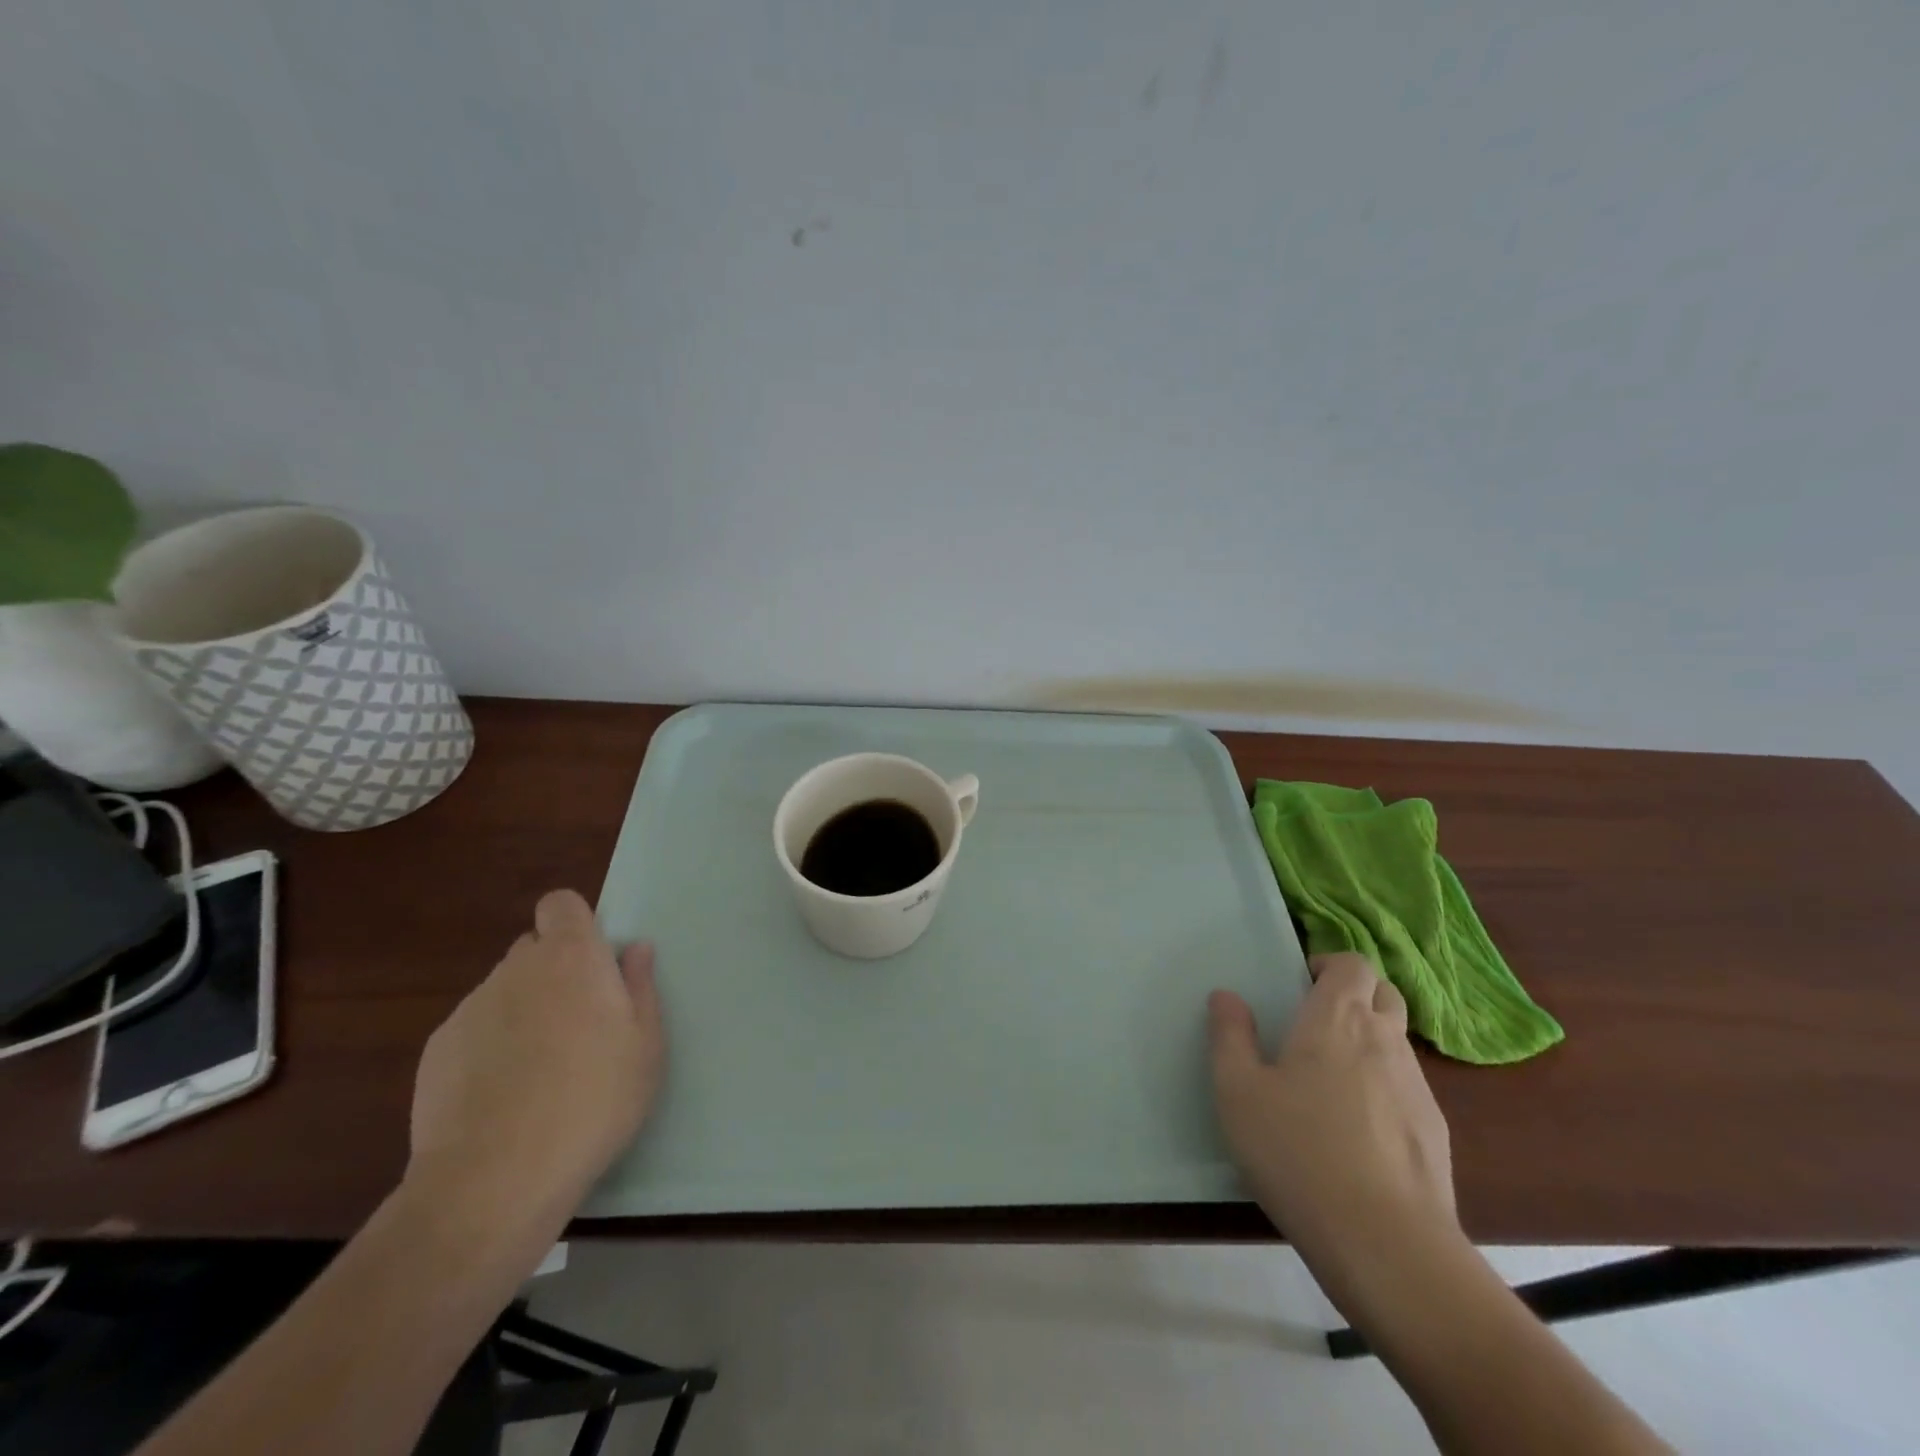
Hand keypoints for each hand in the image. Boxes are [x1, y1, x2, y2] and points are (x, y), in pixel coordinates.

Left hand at [408, 889, 663, 1232]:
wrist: (495, 1178)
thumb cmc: (594, 1100)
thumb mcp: (646, 1046)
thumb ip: (640, 988)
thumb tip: (635, 949)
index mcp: (572, 957)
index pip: (561, 904)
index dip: (576, 924)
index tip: (593, 963)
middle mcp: (517, 969)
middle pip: (533, 949)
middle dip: (554, 971)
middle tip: (578, 1022)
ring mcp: (471, 1008)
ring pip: (504, 991)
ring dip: (523, 1010)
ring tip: (539, 1069)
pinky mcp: (436, 1050)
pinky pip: (474, 1030)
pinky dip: (489, 1047)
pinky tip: (502, 1095)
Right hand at [1208, 952, 1454, 1288]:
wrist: (1386, 1244)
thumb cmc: (1298, 1151)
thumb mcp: (1238, 1091)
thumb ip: (1230, 1035)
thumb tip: (1227, 996)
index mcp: (1337, 1018)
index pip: (1353, 963)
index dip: (1330, 964)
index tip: (1301, 985)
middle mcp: (1384, 1040)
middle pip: (1384, 993)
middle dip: (1355, 995)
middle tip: (1316, 1023)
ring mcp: (1418, 1087)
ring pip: (1397, 1041)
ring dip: (1370, 1042)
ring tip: (1331, 1081)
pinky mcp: (1435, 1133)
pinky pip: (1408, 1088)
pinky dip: (1385, 1089)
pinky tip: (1358, 1131)